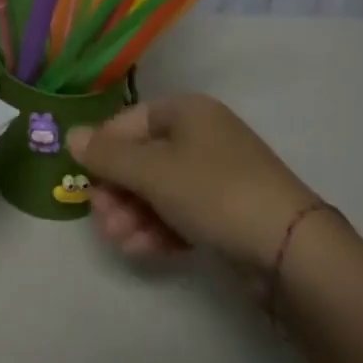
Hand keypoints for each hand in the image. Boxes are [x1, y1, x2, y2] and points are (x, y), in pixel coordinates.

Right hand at [68, 94, 317, 274]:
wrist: (292, 249)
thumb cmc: (214, 191)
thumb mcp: (153, 171)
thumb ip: (107, 156)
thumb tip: (70, 135)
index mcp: (187, 112)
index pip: (130, 121)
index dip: (104, 148)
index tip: (85, 177)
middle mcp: (202, 137)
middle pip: (143, 158)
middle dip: (118, 189)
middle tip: (100, 218)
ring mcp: (217, 177)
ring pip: (160, 190)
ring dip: (133, 214)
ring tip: (118, 240)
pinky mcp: (227, 214)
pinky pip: (181, 214)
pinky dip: (158, 229)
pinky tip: (141, 250)